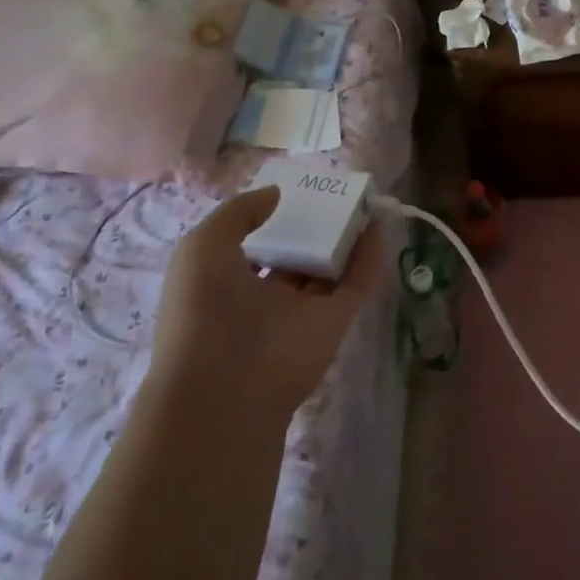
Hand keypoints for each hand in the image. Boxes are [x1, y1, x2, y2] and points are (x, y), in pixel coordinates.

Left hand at [150, 187, 381, 412]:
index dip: (271, 219)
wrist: (225, 387)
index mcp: (226, 284)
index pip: (254, 248)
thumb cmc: (202, 311)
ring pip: (330, 268)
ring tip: (364, 202)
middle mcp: (265, 298)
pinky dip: (370, 257)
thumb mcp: (201, 248)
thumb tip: (276, 194)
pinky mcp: (335, 322)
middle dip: (313, 227)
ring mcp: (303, 311)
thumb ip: (238, 213)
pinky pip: (356, 283)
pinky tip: (378, 226)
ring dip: (347, 237)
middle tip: (334, 192)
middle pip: (297, 256)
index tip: (293, 192)